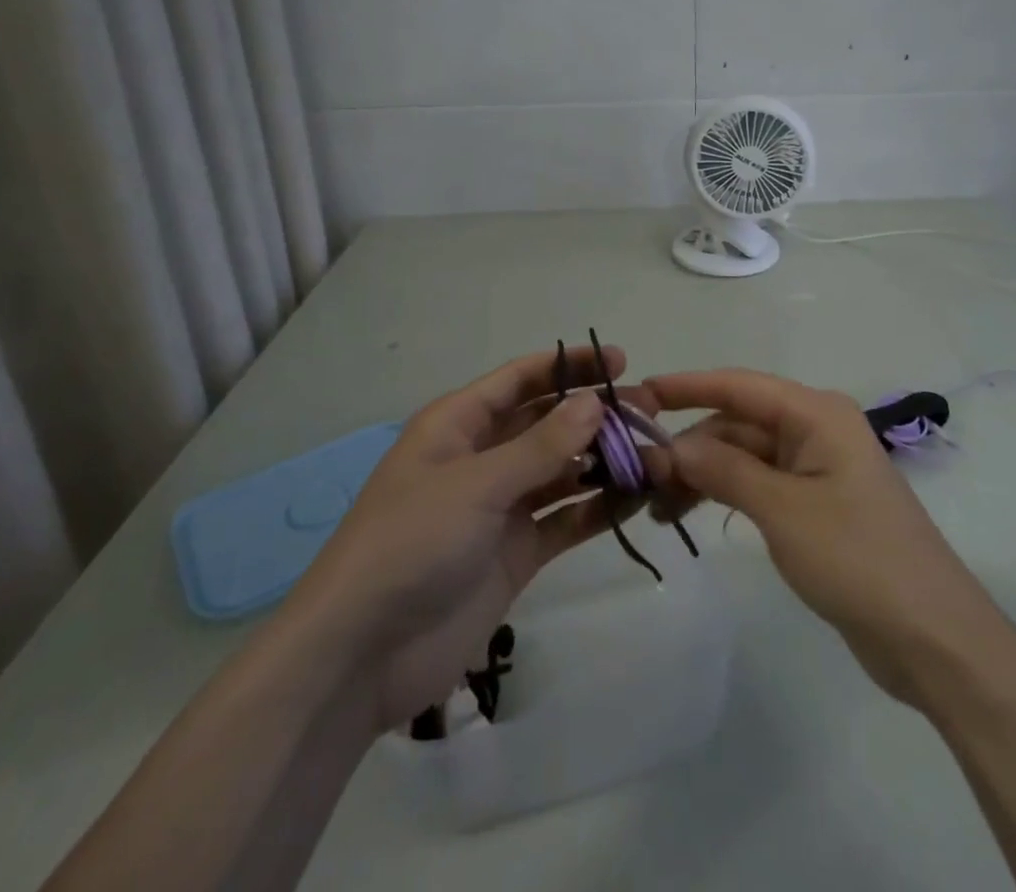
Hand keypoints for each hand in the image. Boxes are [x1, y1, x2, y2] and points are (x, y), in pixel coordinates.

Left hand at [290, 346, 648, 735]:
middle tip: (649, 412)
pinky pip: (565, 519)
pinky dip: (598, 508)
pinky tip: (637, 498)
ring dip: (603, 461)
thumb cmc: (410, 543)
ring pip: (561, 470)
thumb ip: (540, 446)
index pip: (520, 379)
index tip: (620, 360)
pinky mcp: (516, 553)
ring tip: (654, 453)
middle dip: (594, 414)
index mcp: (458, 425)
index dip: (569, 366)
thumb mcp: (475, 485)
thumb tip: (595, 402)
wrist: (361, 655)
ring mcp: (500, 507)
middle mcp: (482, 458)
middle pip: (547, 422)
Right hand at [647, 369, 991, 707]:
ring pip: (744, 455)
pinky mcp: (816, 505)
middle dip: (690, 445)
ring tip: (658, 507)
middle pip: (738, 422)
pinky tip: (692, 513)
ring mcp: (816, 469)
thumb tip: (673, 447)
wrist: (933, 638)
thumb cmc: (858, 558)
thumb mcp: (783, 510)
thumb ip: (724, 470)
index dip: (688, 386)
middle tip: (641, 477)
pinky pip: (758, 484)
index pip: (739, 385)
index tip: (640, 393)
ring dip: (702, 474)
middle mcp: (815, 430)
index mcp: (816, 414)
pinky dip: (725, 494)